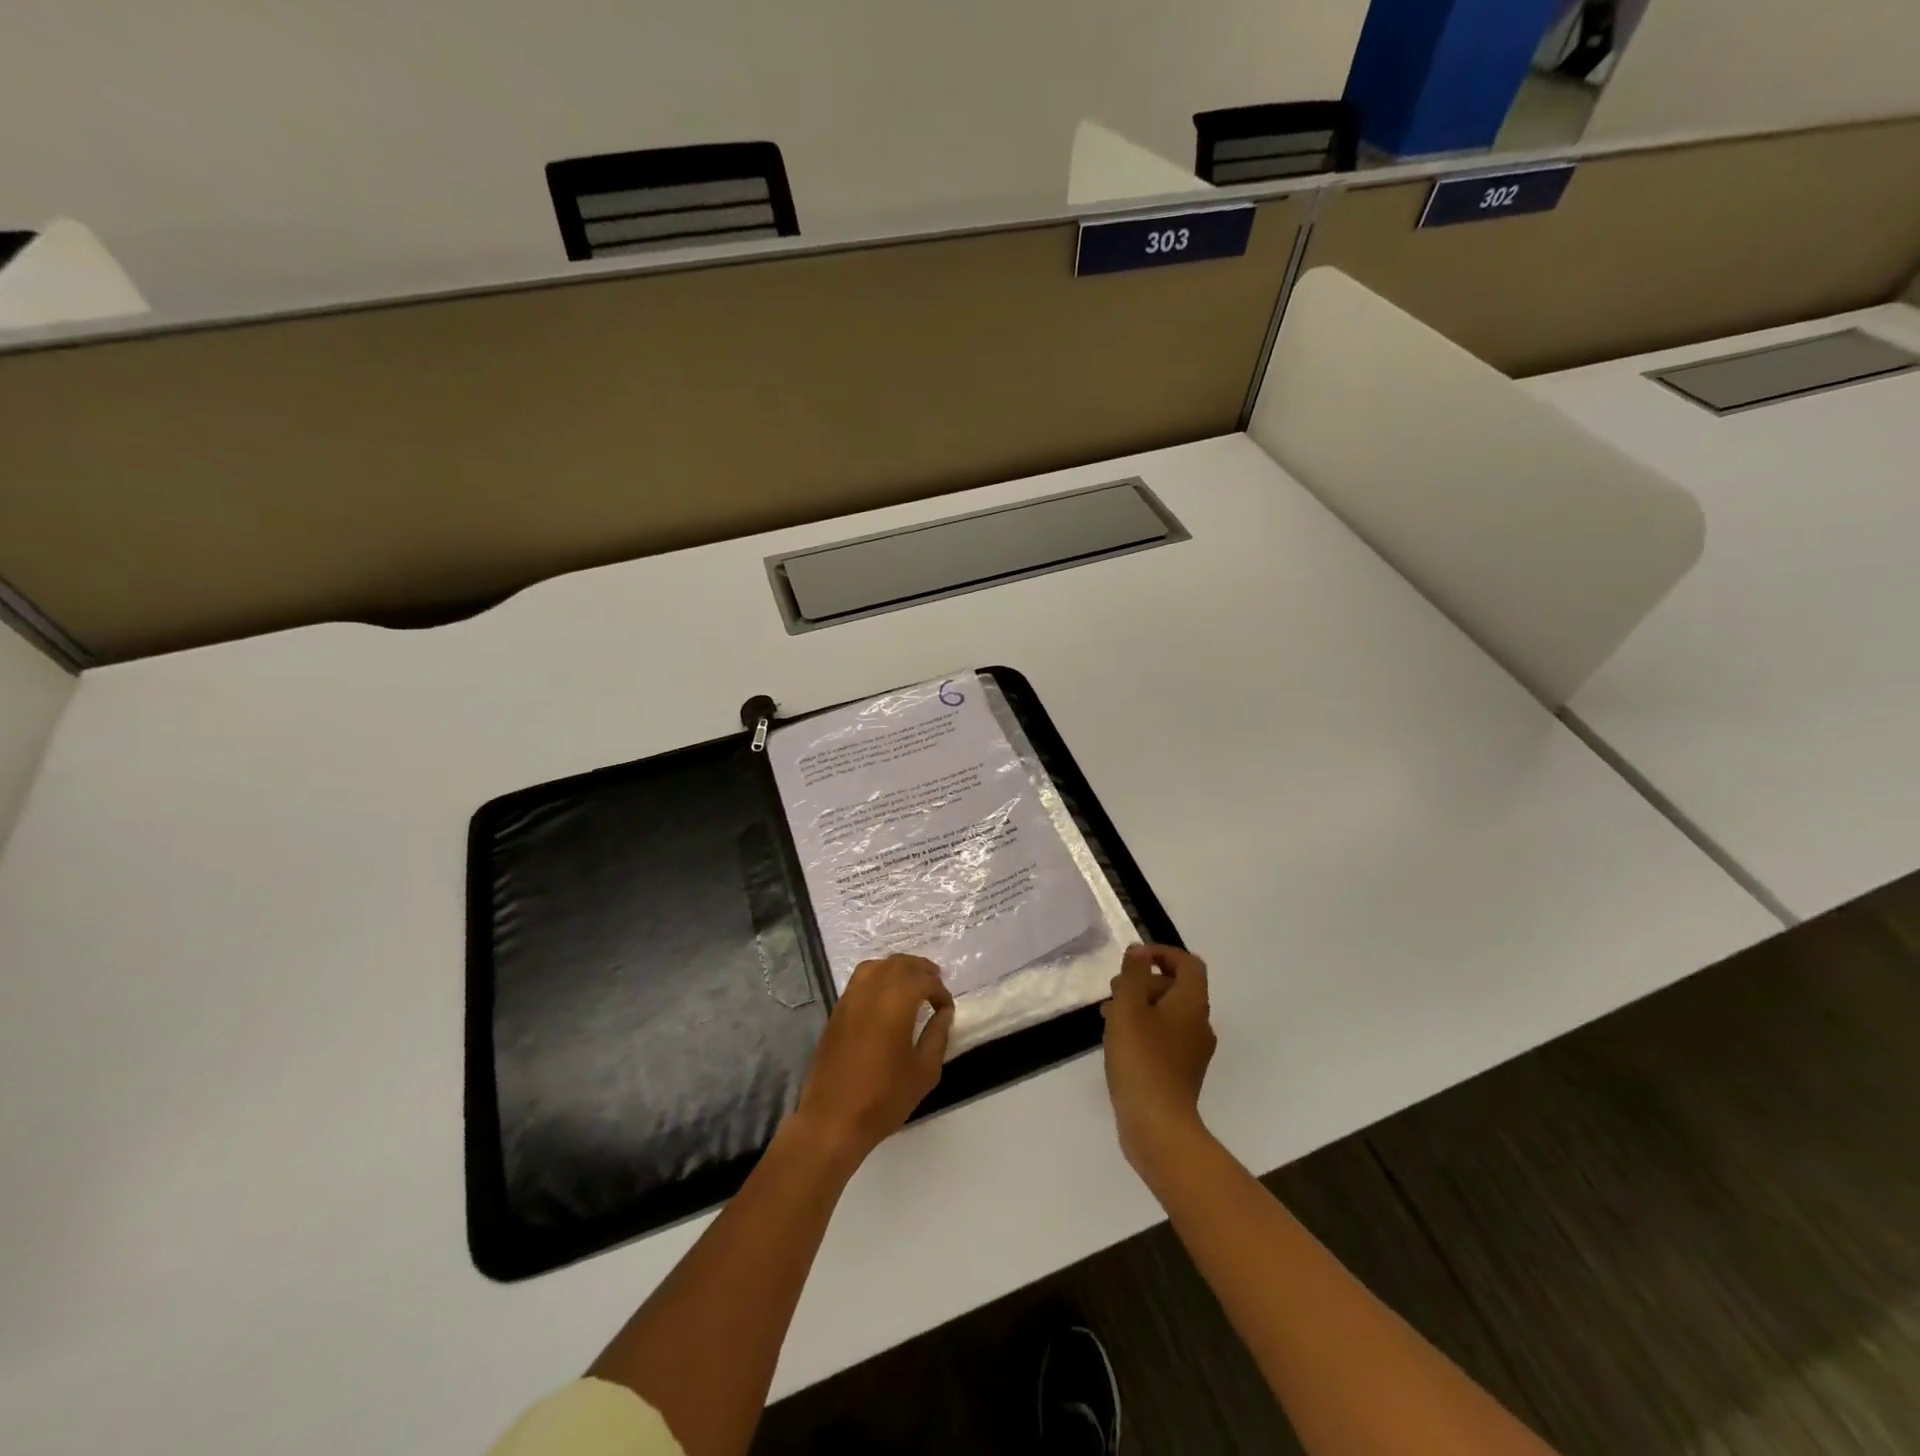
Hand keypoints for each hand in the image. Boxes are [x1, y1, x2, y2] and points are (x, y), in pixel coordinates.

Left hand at [791, 955, 954, 1168]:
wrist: (832, 1119)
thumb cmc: (884, 1098)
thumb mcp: (924, 1071)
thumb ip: (937, 1036)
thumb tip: (944, 1013)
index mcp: (895, 1003)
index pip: (923, 981)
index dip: (940, 991)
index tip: (947, 1008)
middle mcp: (871, 992)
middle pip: (898, 964)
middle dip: (920, 969)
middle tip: (935, 982)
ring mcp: (849, 999)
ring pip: (875, 966)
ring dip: (897, 968)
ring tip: (911, 984)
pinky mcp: (836, 1012)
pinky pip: (859, 980)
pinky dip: (877, 977)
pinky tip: (886, 998)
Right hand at [1102, 944, 1216, 1180]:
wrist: (1158, 1126)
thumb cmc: (1142, 1059)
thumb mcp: (1129, 1008)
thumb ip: (1133, 975)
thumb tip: (1140, 951)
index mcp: (1192, 1003)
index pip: (1188, 964)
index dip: (1162, 953)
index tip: (1133, 958)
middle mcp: (1199, 1023)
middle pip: (1177, 987)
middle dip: (1144, 980)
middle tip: (1114, 988)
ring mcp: (1192, 1050)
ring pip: (1167, 1013)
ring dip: (1140, 1005)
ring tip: (1108, 1014)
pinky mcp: (1181, 1072)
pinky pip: (1164, 1036)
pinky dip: (1143, 1028)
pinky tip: (1118, 1040)